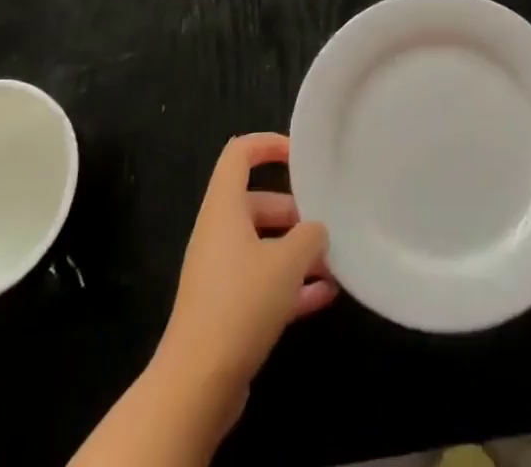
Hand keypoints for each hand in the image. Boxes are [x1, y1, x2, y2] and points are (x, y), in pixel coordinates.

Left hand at [152, 134, 336, 428]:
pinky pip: (262, 284)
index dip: (268, 144)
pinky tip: (325, 297)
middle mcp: (218, 234)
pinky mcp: (225, 311)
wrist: (196, 386)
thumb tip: (316, 230)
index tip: (300, 154)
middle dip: (295, 212)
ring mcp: (220, 274)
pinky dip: (290, 286)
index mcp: (224, 208)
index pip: (239, 154)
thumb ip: (310, 236)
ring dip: (297, 253)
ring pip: (263, 247)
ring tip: (335, 262)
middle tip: (327, 223)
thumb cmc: (240, 303)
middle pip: (258, 203)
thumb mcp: (287, 261)